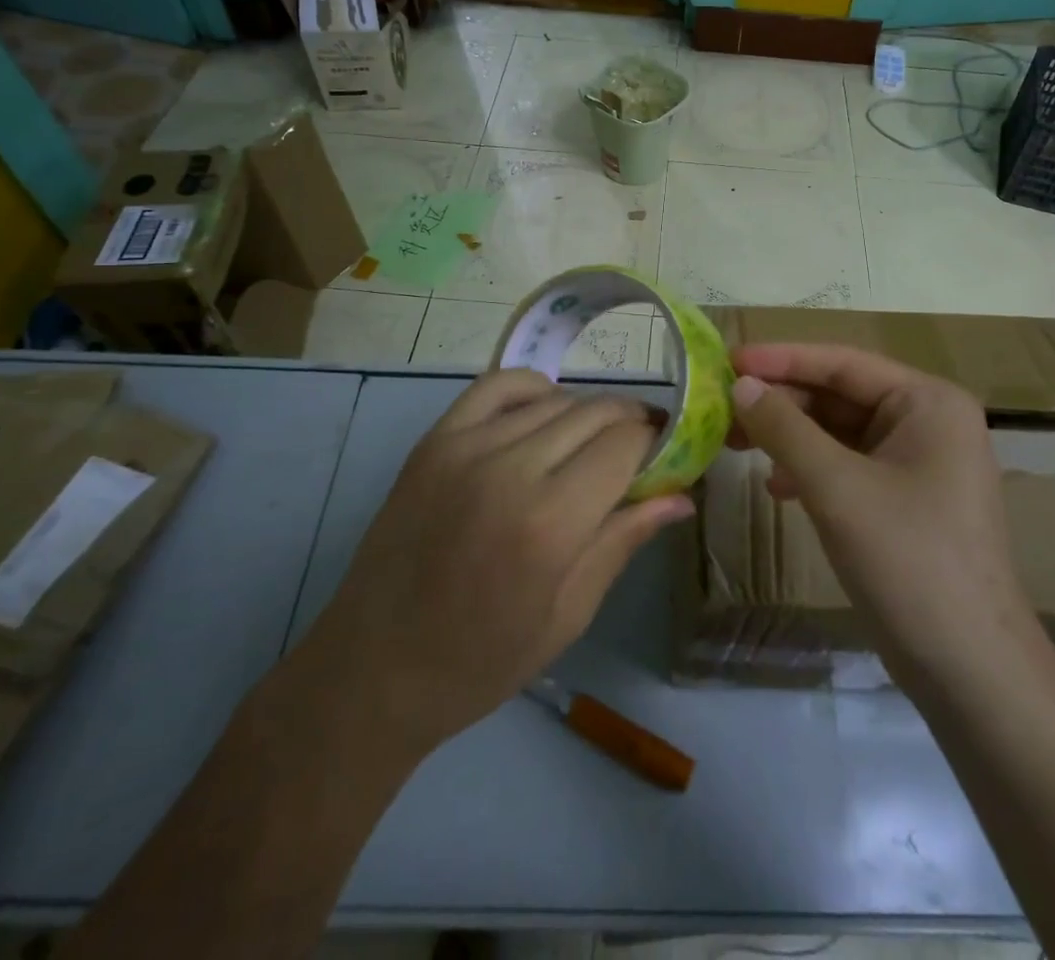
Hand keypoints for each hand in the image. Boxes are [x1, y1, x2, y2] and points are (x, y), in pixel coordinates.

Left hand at [305, 370, 691, 755]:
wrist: (372, 669)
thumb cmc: (480, 661)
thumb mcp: (568, 615)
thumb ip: (623, 540)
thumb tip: (681, 496)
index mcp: (549, 524)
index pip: (626, 445)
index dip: (657, 441)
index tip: (669, 453)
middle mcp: (509, 470)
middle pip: (594, 414)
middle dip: (630, 422)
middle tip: (643, 445)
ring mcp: (465, 447)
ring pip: (553, 400)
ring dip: (587, 412)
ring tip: (595, 440)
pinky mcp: (434, 440)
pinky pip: (497, 386)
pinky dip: (533, 388)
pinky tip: (545, 412)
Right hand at [728, 344, 1033, 687]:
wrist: (969, 669)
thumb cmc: (908, 560)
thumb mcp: (837, 487)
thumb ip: (785, 429)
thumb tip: (741, 386)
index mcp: (928, 402)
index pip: (843, 363)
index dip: (782, 359)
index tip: (728, 359)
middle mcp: (928, 421)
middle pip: (840, 395)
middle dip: (782, 402)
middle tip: (721, 408)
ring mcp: (918, 462)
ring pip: (839, 431)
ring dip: (789, 436)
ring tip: (735, 444)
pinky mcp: (905, 499)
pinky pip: (848, 465)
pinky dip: (810, 468)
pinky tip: (777, 487)